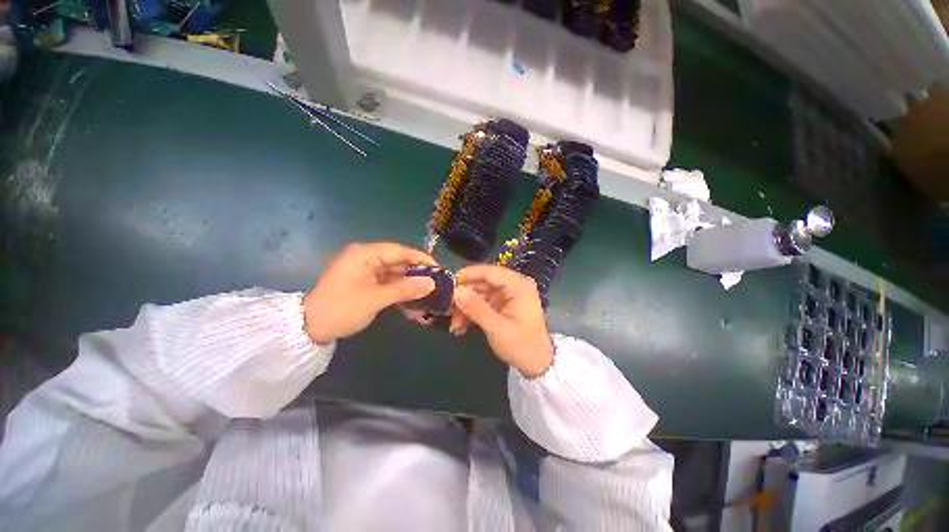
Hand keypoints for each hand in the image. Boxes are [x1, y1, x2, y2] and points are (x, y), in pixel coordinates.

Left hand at [303, 242, 436, 344]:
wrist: (309, 328)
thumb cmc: (342, 309)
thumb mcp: (376, 299)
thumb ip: (405, 289)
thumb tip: (432, 284)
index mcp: (365, 254)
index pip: (400, 250)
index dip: (421, 259)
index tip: (438, 269)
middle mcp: (366, 257)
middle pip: (398, 261)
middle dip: (417, 273)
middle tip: (436, 284)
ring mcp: (365, 269)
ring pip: (394, 273)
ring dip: (409, 284)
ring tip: (428, 295)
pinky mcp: (364, 281)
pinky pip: (387, 282)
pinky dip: (399, 291)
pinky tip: (412, 302)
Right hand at [452, 265, 553, 377]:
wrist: (537, 365)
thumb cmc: (522, 346)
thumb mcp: (497, 328)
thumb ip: (476, 308)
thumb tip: (455, 291)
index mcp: (519, 285)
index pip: (489, 272)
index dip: (467, 276)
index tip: (446, 285)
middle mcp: (514, 285)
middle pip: (482, 282)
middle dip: (464, 296)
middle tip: (447, 309)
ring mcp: (508, 295)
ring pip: (480, 293)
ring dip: (466, 307)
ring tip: (455, 325)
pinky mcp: (502, 304)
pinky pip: (483, 302)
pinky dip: (472, 312)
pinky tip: (461, 326)